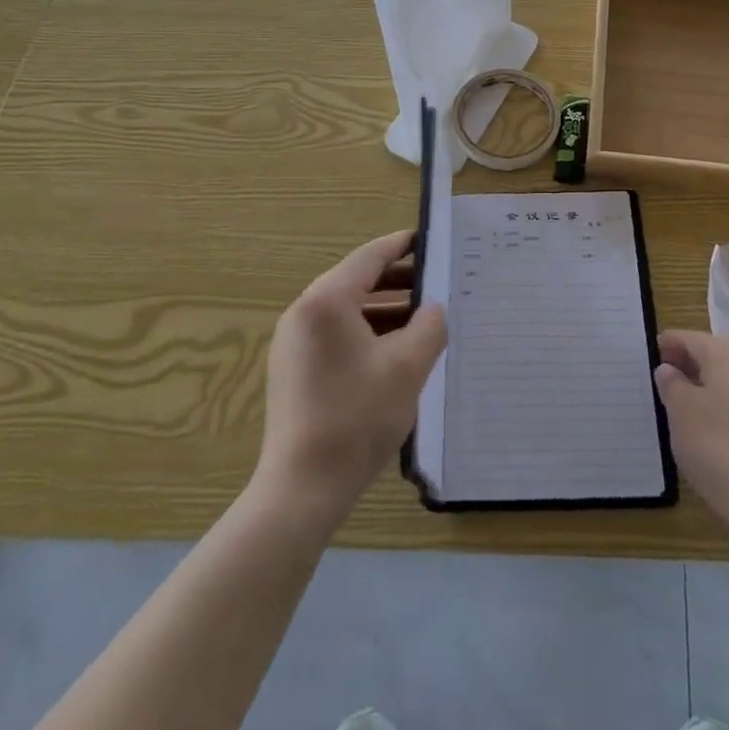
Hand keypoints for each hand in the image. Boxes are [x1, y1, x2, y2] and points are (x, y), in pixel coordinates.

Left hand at [254, 231, 447, 527]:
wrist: (301, 489)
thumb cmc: (357, 418)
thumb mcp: (407, 367)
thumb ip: (429, 326)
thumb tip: (433, 309)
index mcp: (327, 300)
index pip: (370, 257)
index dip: (402, 245)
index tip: (430, 239)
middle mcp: (304, 311)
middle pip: (356, 280)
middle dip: (398, 280)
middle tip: (436, 282)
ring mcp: (293, 341)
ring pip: (347, 310)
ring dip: (384, 309)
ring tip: (422, 319)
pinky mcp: (293, 368)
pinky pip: (335, 333)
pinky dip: (366, 332)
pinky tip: (394, 352)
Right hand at [655, 329, 728, 526]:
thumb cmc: (716, 446)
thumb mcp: (680, 411)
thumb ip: (671, 384)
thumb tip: (669, 369)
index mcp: (726, 360)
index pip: (695, 338)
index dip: (673, 340)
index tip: (654, 346)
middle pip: (715, 355)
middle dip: (689, 359)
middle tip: (665, 369)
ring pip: (728, 379)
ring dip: (704, 381)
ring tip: (681, 397)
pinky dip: (719, 402)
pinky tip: (706, 423)